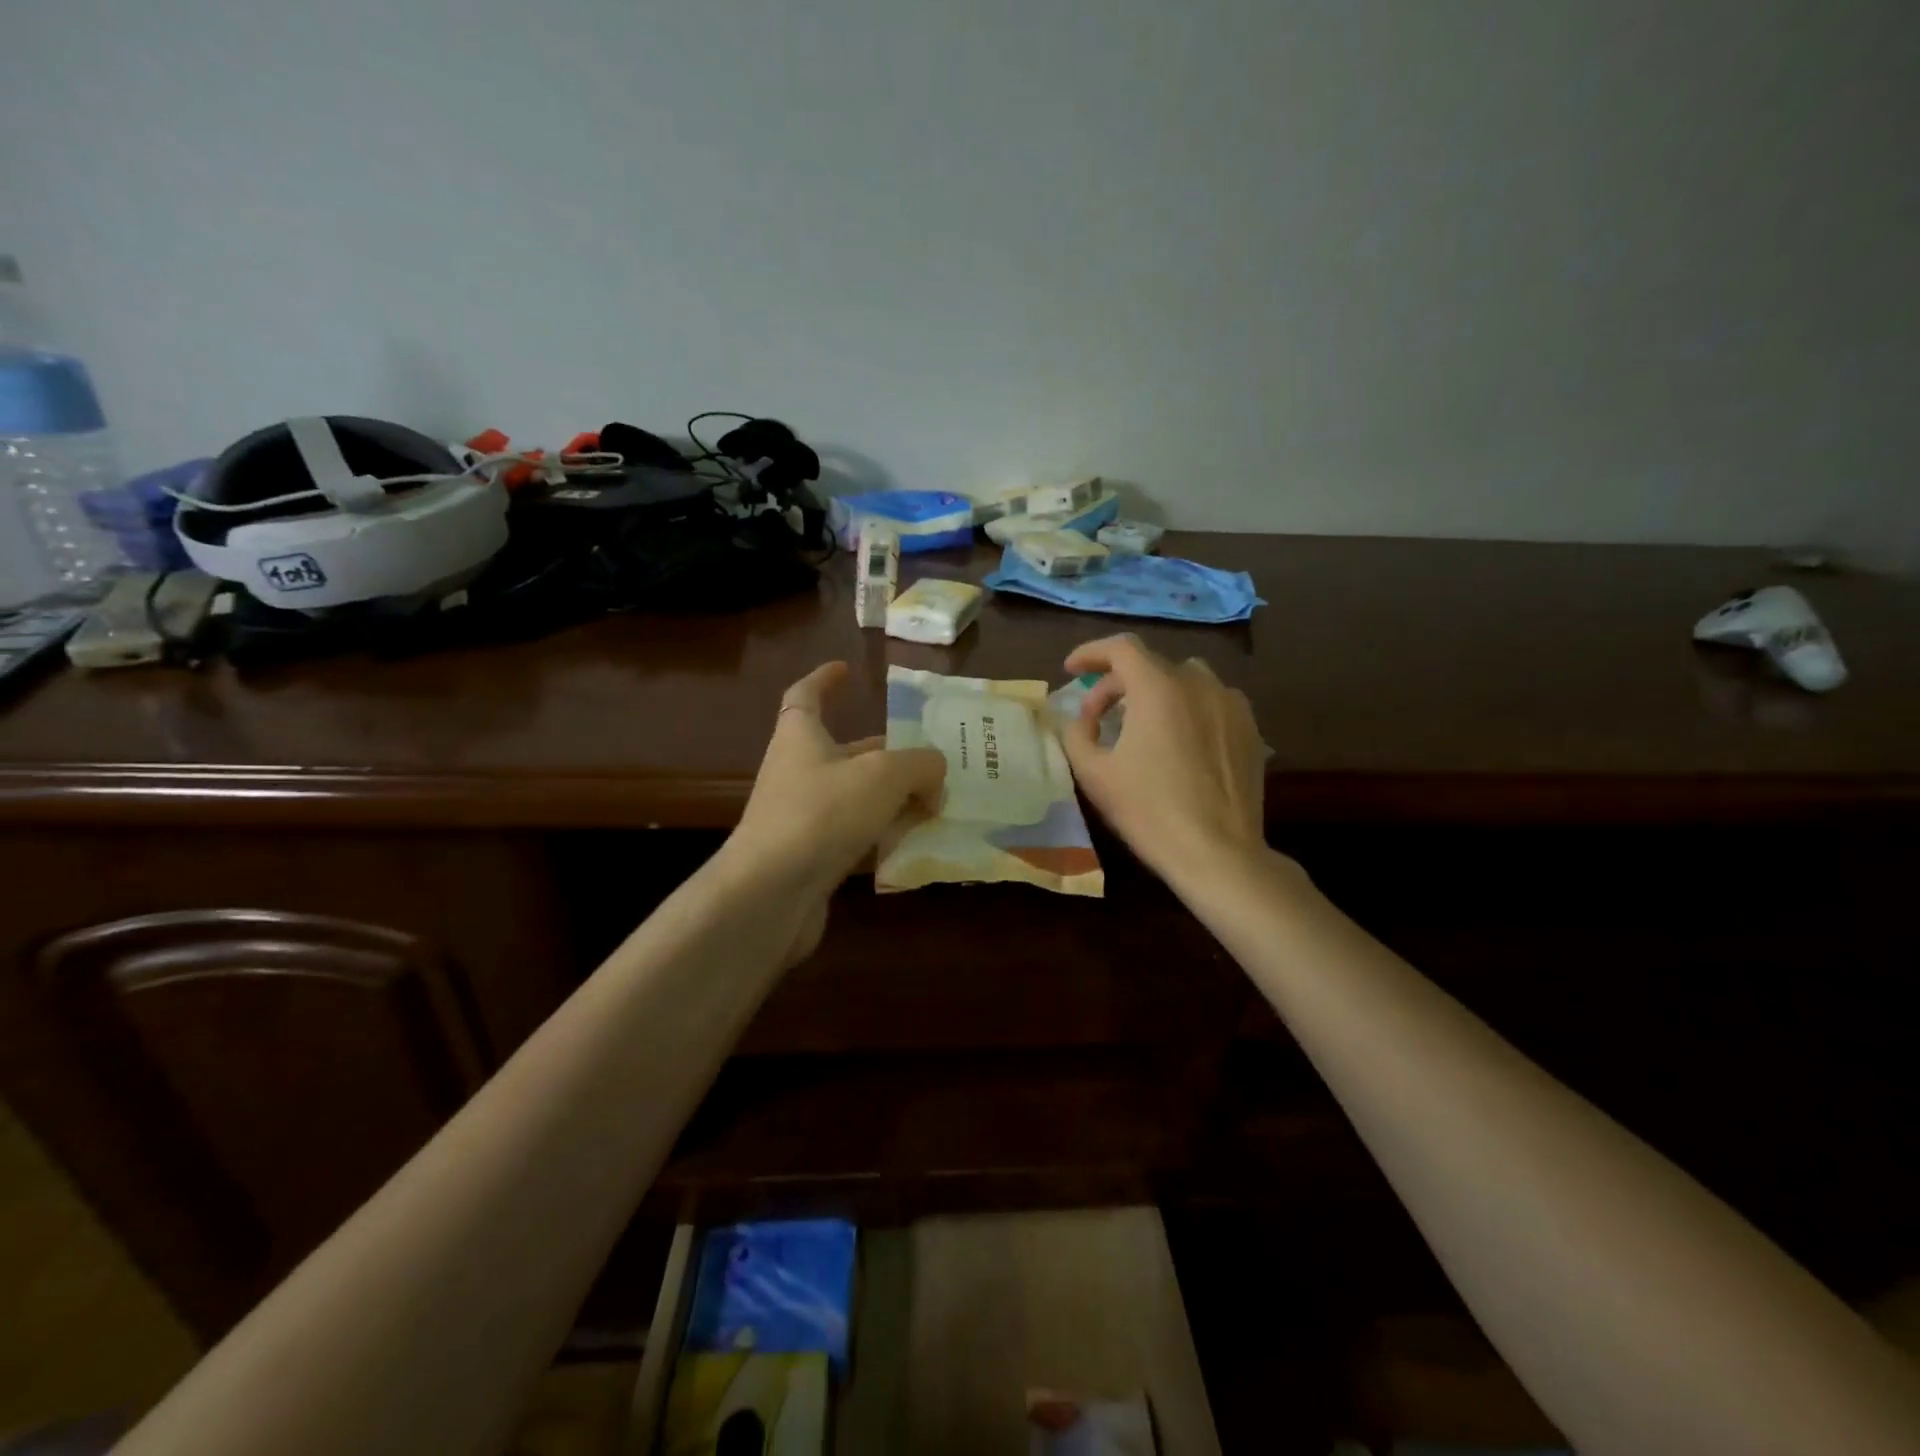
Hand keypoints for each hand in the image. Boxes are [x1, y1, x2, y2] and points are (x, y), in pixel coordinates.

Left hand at [727, 660, 946, 913]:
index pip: (806, 695)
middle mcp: (798, 772)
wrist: (770, 894)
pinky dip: (884, 837)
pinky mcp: (812, 858)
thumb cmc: (822, 813)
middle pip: (847, 752)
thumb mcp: (883, 775)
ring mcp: (803, 818)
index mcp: (801, 737)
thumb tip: (935, 775)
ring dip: (893, 799)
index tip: (846, 669)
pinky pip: (855, 838)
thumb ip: (920, 765)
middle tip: (931, 761)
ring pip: (856, 798)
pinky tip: (917, 845)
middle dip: (888, 754)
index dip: (824, 679)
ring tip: (937, 804)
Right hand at [1058, 634, 1267, 886]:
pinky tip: (1180, 742)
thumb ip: (1076, 735)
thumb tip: (1078, 720)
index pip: (1121, 648)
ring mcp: (1231, 704)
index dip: (1091, 653)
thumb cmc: (1149, 811)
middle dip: (1116, 684)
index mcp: (1158, 688)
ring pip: (1186, 680)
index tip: (1071, 670)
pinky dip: (1188, 709)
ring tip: (1142, 726)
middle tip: (1096, 717)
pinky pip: (1212, 702)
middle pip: (1150, 665)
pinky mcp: (1250, 729)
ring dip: (1156, 693)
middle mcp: (1199, 684)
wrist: (1218, 853)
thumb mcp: (1094, 774)